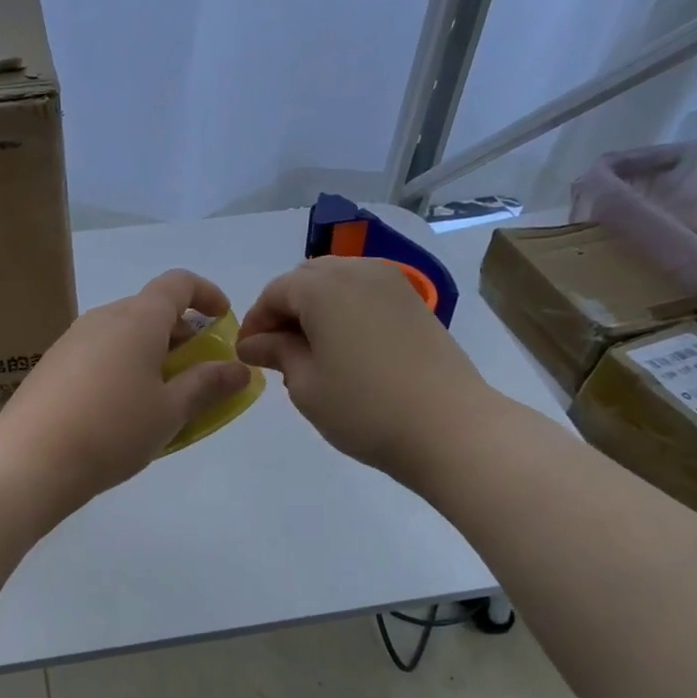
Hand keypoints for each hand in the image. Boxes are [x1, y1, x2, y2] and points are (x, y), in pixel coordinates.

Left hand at [0, 269, 253, 509]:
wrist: (29, 460)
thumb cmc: (112, 430)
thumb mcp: (170, 411)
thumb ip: (207, 385)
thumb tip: (238, 368)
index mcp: (137, 319)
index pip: (178, 283)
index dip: (206, 294)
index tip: (223, 320)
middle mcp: (103, 318)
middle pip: (150, 309)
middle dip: (181, 333)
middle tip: (199, 372)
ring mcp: (73, 340)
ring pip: (124, 333)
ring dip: (151, 352)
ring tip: (163, 396)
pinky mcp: (53, 365)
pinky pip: (100, 353)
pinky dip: (123, 366)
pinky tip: (122, 409)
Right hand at [237, 256, 496, 490]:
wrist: (450, 427)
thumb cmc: (364, 407)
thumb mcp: (306, 384)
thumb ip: (277, 353)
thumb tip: (254, 343)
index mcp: (323, 286)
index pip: (275, 292)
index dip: (255, 321)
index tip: (247, 354)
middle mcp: (357, 271)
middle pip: (306, 279)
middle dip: (285, 309)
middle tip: (276, 350)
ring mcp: (392, 283)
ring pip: (338, 282)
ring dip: (316, 308)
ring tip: (310, 350)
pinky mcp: (414, 302)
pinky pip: (365, 293)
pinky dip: (345, 310)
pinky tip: (344, 347)